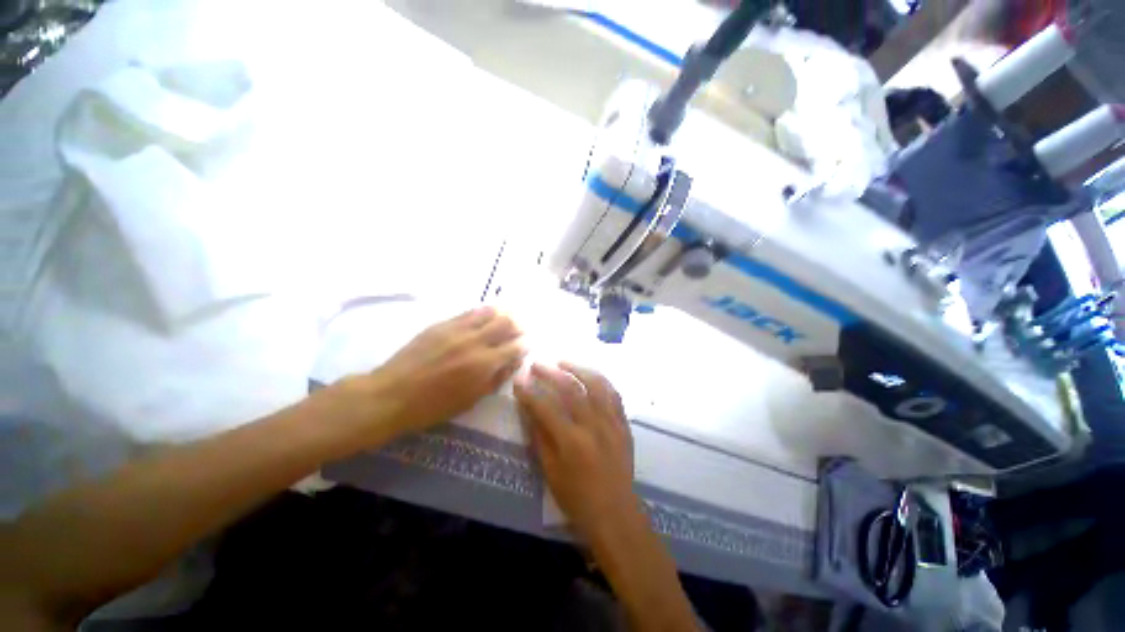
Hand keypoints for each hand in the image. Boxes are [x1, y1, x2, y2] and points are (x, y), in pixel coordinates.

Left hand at [367, 306, 525, 433]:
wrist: (392, 395)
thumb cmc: (434, 406)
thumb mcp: (471, 400)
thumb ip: (496, 379)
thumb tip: (513, 362)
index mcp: (484, 364)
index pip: (515, 347)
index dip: (525, 344)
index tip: (527, 343)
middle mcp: (474, 342)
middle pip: (505, 324)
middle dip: (518, 325)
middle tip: (521, 328)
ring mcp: (457, 330)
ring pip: (488, 312)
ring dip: (502, 313)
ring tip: (507, 316)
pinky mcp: (441, 324)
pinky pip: (468, 312)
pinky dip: (482, 312)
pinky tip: (486, 314)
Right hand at [514, 362, 636, 541]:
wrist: (615, 512)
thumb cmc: (576, 497)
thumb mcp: (550, 471)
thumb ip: (539, 436)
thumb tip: (528, 408)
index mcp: (571, 441)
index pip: (545, 407)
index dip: (529, 392)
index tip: (518, 381)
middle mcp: (593, 425)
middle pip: (570, 388)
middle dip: (550, 373)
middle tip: (537, 364)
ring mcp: (611, 421)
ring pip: (595, 383)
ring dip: (577, 368)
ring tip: (563, 362)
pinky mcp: (623, 423)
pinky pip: (613, 393)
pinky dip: (600, 379)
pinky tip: (590, 374)